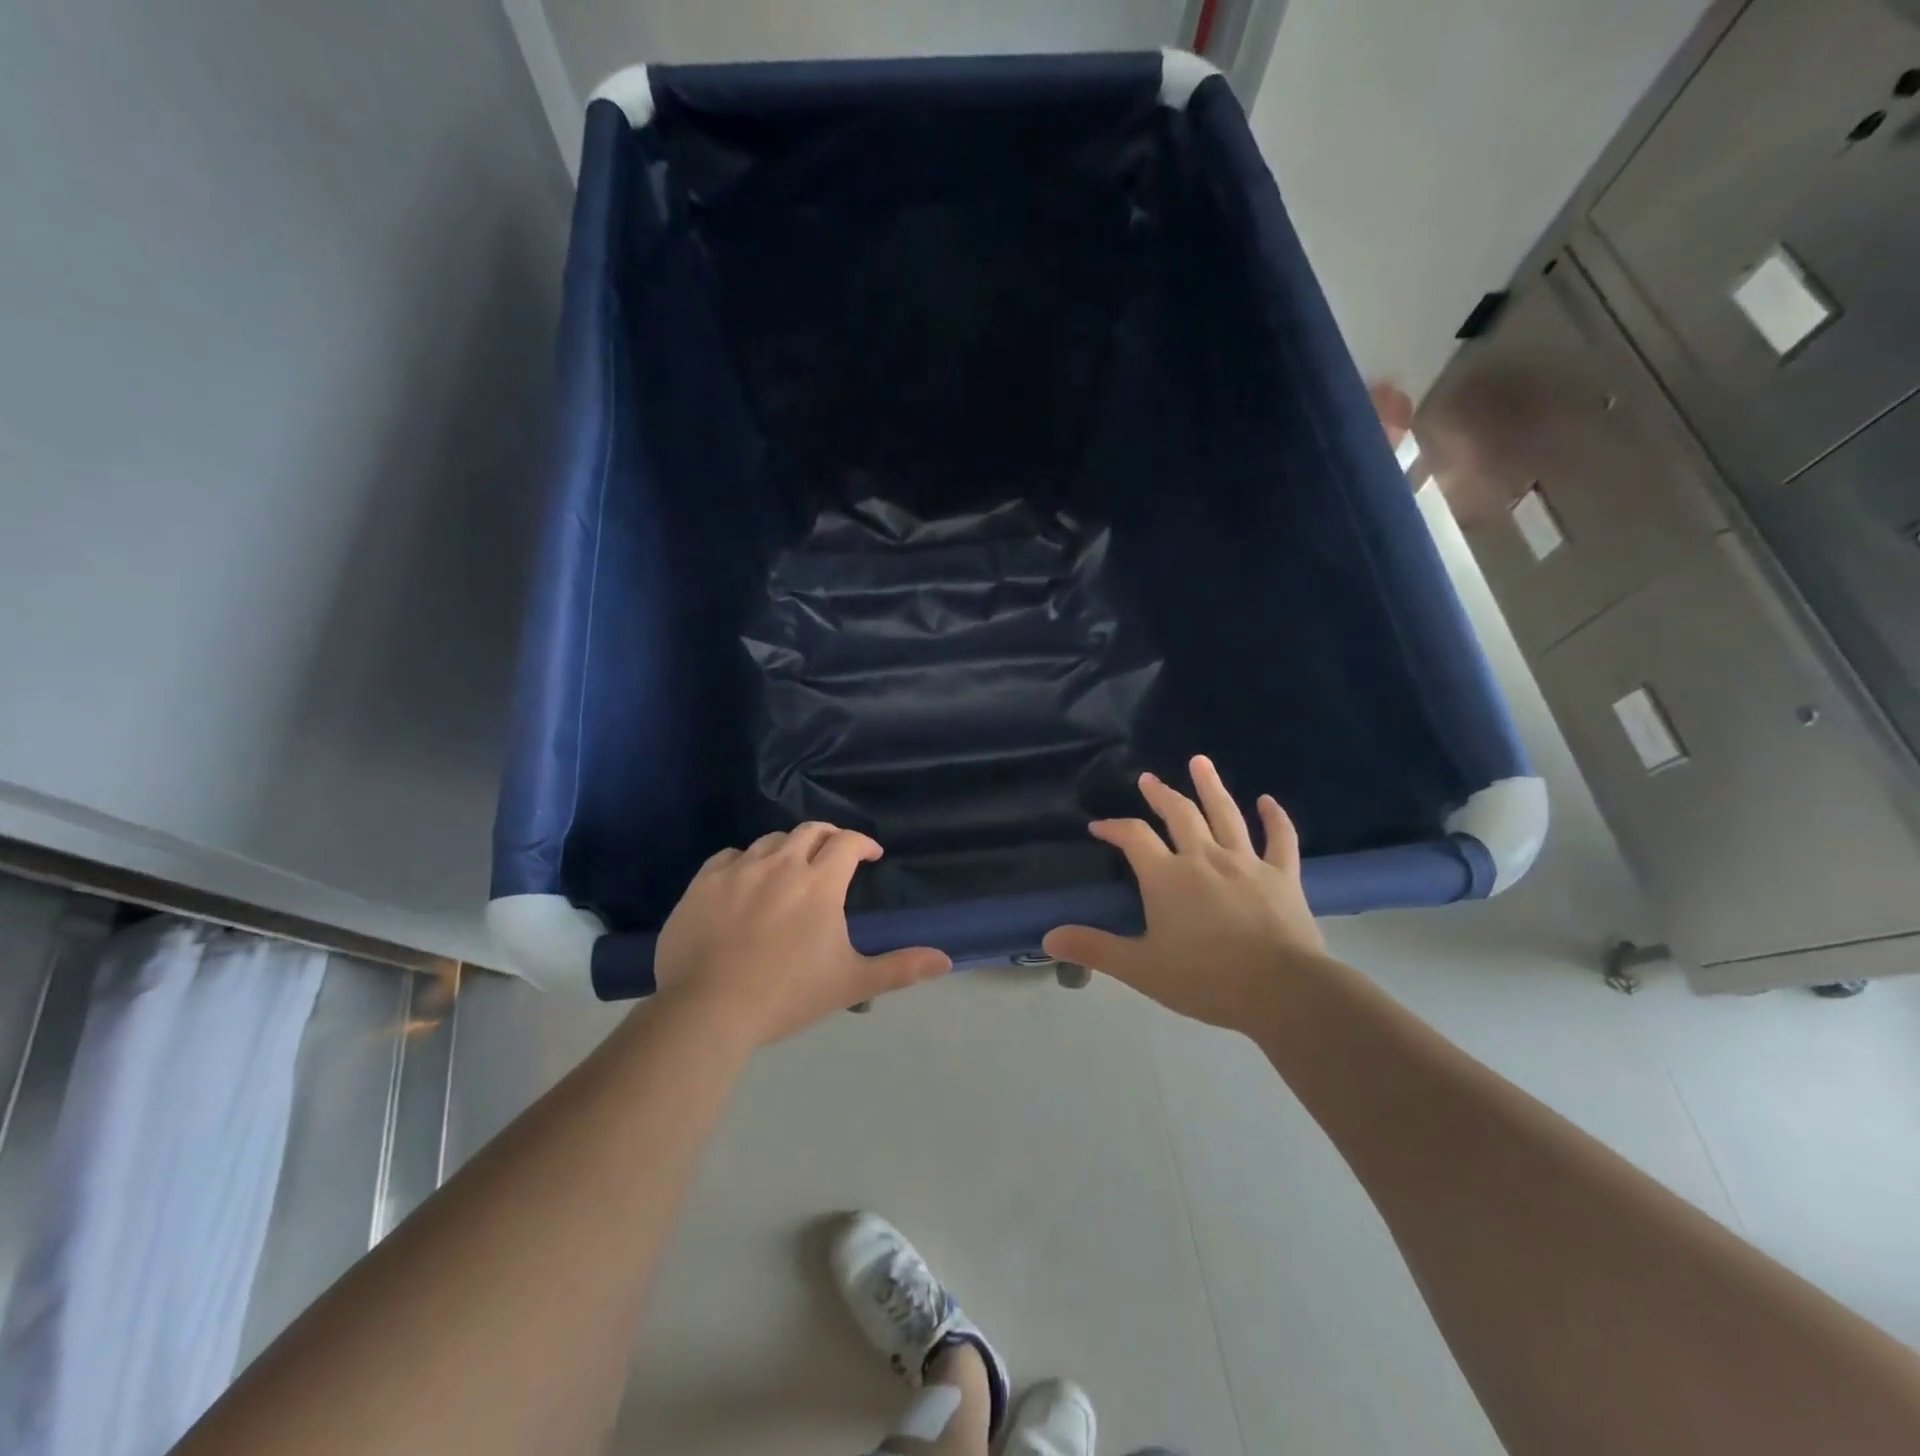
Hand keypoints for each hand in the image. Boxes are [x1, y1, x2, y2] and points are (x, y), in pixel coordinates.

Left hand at [653, 825, 950, 1046]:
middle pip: (810, 831)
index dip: (863, 844)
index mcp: (819, 883)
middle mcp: (781, 865)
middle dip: (828, 838)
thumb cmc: (787, 995)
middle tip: (834, 856)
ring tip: (791, 868)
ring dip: (788, 848)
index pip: (847, 843)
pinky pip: (730, 856)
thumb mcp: (850, 983)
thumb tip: (946, 960)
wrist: (708, 1010)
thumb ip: (899, 968)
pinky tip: (745, 880)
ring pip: (770, 841)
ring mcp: (739, 870)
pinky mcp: (703, 883)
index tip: (870, 856)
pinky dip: (746, 861)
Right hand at [1043, 756, 1328, 1029]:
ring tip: (1199, 761)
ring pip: (1226, 814)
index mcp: (1167, 877)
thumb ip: (1095, 949)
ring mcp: (1246, 863)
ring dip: (1211, 785)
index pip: (1133, 837)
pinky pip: (1280, 839)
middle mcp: (1204, 857)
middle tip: (1148, 778)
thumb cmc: (1206, 979)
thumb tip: (1048, 938)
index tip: (1099, 826)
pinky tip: (1268, 801)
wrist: (1282, 991)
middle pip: (1179, 814)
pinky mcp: (1282, 876)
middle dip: (1160, 794)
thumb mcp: (1141, 968)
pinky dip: (1274, 818)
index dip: (1114, 827)